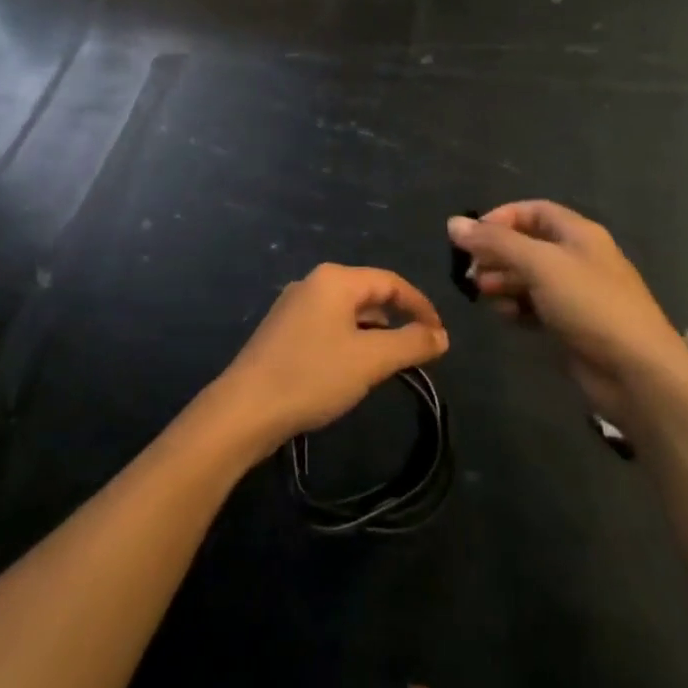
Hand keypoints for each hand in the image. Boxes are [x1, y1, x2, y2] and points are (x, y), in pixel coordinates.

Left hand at [216, 264, 447, 449]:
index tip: (441, 337)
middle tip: (419, 350)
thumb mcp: (371, 361)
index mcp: (335, 279)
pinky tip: (353, 367)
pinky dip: (350, 339)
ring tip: (391, 361)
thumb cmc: (313, 376)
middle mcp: (313, 282)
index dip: (421, 306)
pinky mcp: (282, 329)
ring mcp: (294, 305)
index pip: (391, 282)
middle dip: (398, 318)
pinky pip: (328, 324)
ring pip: (347, 310)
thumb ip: (411, 344)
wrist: (246, 408)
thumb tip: (441, 336)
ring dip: (374, 331)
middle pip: (368, 292)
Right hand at [447, 202, 686, 429]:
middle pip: (527, 245)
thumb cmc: (589, 304)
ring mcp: (575, 294)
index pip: (533, 211)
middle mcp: (577, 258)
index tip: (471, 236)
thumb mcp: (540, 265)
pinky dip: (517, 307)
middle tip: (472, 272)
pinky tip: (505, 317)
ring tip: (483, 295)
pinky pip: (535, 307)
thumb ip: (495, 242)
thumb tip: (453, 223)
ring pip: (528, 278)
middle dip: (496, 254)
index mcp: (578, 233)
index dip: (501, 218)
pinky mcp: (571, 325)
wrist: (636, 372)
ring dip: (503, 282)